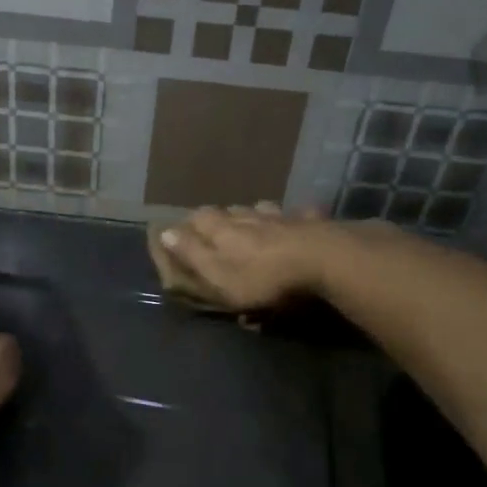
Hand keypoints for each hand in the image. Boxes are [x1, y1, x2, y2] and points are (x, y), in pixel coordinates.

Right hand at [155, 203, 336, 311]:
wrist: (322, 260)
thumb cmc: (263, 276)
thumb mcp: (218, 274)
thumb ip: (191, 253)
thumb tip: (163, 231)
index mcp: (223, 229)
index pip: (199, 218)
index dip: (189, 226)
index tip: (183, 234)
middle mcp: (249, 216)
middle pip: (229, 211)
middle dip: (221, 219)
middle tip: (218, 231)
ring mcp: (281, 216)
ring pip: (261, 209)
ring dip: (254, 215)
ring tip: (253, 224)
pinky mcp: (311, 222)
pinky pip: (299, 214)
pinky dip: (294, 217)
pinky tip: (298, 221)